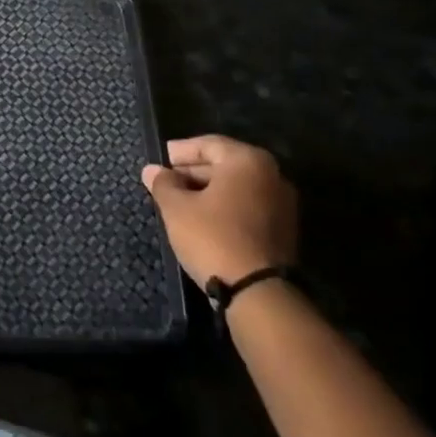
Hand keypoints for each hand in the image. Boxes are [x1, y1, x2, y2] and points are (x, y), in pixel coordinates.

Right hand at [142, 134, 297, 285]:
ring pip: (238, 186)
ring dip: (209, 190)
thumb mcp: (177, 208)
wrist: (257, 291)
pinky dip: (226, 206)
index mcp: (248, 161)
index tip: (162, 158)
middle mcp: (272, 175)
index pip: (209, 144)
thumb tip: (152, 169)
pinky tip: (203, 218)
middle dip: (194, 170)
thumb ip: (163, 183)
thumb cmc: (212, 237)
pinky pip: (248, 205)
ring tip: (181, 201)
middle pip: (226, 164)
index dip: (181, 151)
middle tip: (167, 180)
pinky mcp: (283, 229)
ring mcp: (282, 203)